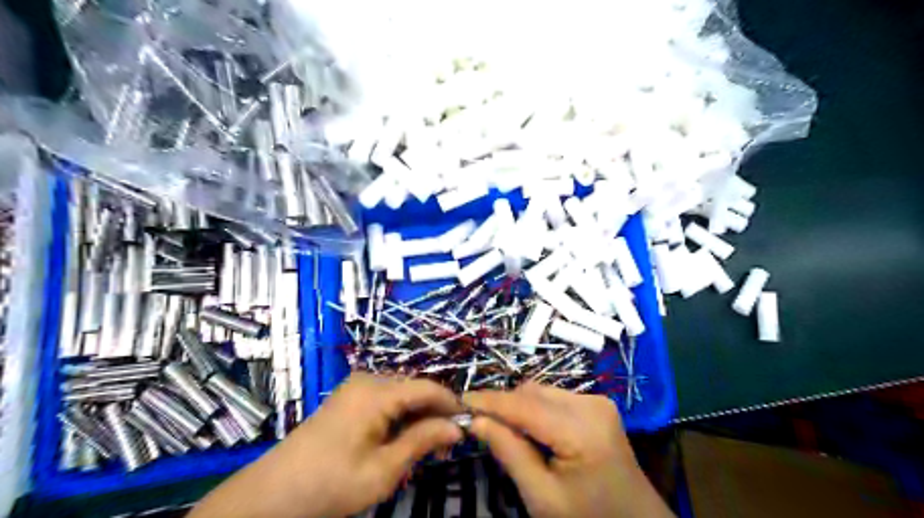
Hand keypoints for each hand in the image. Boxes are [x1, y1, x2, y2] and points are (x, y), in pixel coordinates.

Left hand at [188, 372, 460, 516]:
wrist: (273, 494)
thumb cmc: (330, 484)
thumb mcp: (383, 469)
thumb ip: (422, 441)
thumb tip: (458, 427)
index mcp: (376, 392)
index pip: (428, 388)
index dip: (452, 404)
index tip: (470, 424)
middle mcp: (368, 380)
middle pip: (415, 389)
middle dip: (435, 413)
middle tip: (446, 445)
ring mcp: (356, 386)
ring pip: (402, 394)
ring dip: (418, 416)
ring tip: (427, 446)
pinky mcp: (349, 397)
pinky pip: (386, 399)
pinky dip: (400, 416)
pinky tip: (402, 439)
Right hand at [462, 381, 672, 517]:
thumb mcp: (542, 497)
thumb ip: (509, 453)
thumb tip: (475, 420)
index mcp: (582, 430)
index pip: (524, 405)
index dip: (489, 401)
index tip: (458, 400)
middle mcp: (591, 404)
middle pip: (533, 392)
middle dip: (503, 405)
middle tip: (477, 423)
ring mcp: (597, 402)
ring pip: (542, 392)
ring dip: (518, 407)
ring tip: (503, 430)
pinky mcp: (597, 405)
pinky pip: (555, 398)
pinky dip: (535, 410)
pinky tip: (530, 431)